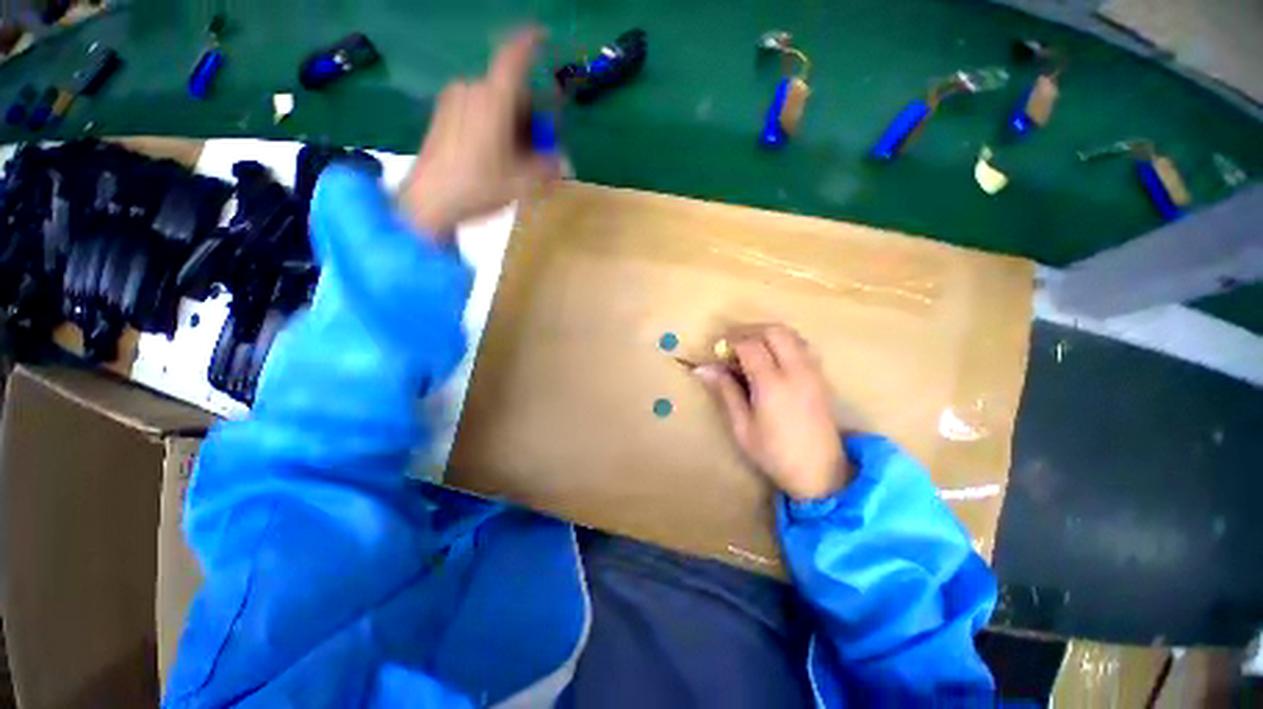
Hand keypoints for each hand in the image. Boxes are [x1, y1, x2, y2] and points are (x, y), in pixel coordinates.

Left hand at [401, 28, 561, 235]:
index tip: (544, 37)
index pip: (514, 57)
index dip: (531, 41)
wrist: (428, 201)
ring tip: (516, 156)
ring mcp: (454, 100)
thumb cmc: (478, 187)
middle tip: (539, 145)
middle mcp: (473, 90)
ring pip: (494, 100)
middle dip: (530, 112)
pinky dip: (494, 123)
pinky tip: (494, 153)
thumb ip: (548, 167)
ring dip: (513, 121)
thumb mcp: (522, 182)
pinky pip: (477, 108)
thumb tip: (564, 162)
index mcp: (494, 99)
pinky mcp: (443, 113)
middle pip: (511, 90)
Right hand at [696, 324, 849, 500]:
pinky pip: (801, 345)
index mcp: (772, 384)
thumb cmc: (774, 453)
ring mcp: (812, 371)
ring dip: (767, 333)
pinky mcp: (821, 376)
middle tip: (731, 344)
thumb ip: (725, 391)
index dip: (730, 341)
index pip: (749, 345)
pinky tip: (771, 359)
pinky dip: (783, 342)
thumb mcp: (742, 426)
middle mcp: (796, 370)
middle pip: (773, 331)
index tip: (716, 349)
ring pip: (790, 334)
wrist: (821, 472)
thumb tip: (702, 368)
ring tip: (749, 349)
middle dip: (749, 331)